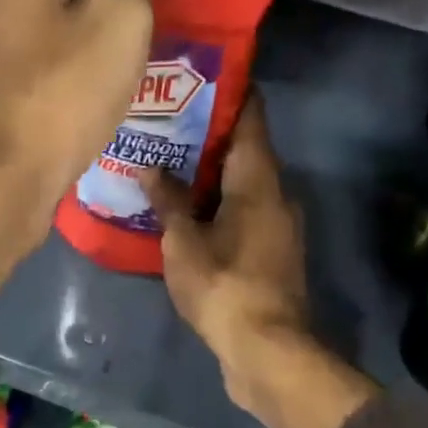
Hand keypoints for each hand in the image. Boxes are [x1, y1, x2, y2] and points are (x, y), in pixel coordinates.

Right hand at [141, 97, 380, 427]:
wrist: (266, 350)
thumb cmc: (223, 285)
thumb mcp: (184, 242)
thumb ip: (167, 201)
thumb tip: (149, 168)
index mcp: (258, 179)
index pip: (251, 116)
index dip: (230, 92)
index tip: (198, 77)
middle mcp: (276, 194)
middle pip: (245, 150)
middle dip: (207, 136)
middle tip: (164, 123)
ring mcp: (278, 226)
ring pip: (243, 185)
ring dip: (210, 175)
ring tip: (166, 165)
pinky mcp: (272, 254)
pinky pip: (243, 214)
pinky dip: (217, 205)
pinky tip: (184, 212)